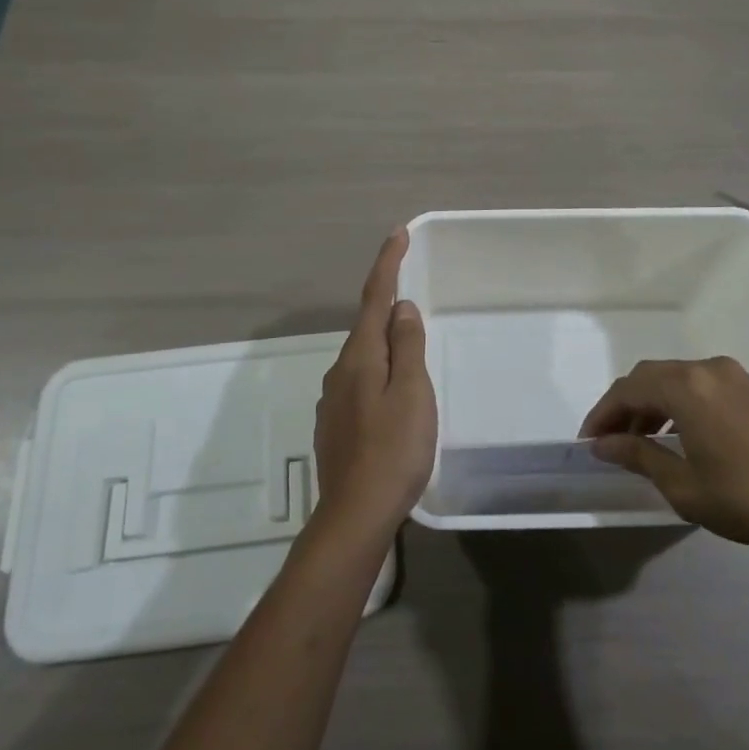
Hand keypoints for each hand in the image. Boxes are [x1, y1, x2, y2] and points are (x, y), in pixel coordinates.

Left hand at [313, 229, 436, 538]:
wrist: (355, 516)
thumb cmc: (393, 450)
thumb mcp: (412, 392)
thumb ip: (407, 346)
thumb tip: (402, 308)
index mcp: (360, 356)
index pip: (374, 296)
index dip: (387, 262)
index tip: (398, 233)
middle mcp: (340, 371)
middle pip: (367, 326)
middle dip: (389, 308)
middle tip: (415, 301)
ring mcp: (333, 400)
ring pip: (364, 358)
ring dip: (386, 347)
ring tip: (412, 355)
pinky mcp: (335, 425)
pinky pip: (360, 383)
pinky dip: (379, 375)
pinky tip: (394, 397)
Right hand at [581, 356, 748, 577]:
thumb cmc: (747, 500)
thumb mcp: (684, 486)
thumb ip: (639, 456)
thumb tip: (603, 445)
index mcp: (686, 387)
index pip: (628, 389)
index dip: (602, 413)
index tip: (588, 441)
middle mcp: (707, 368)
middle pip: (650, 377)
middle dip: (625, 406)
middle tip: (609, 440)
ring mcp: (733, 376)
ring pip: (676, 379)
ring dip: (652, 404)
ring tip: (640, 440)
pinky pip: (700, 385)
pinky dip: (678, 403)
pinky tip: (678, 434)